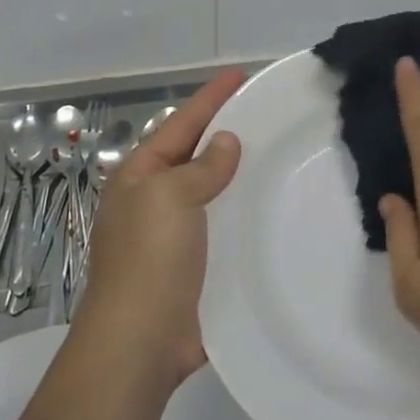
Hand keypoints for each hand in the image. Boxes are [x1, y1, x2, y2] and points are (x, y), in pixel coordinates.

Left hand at [70, 69, 245, 385]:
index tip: (240, 75)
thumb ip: (202, 167)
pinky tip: (275, 206)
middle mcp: (155, 200)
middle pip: (196, 155)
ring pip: (214, 191)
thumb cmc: (149, 260)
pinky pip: (225, 227)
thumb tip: (226, 142)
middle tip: (268, 112)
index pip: (180, 124)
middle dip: (227, 132)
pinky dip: (246, 213)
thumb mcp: (170, 198)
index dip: (210, 99)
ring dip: (240, 174)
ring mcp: (176, 236)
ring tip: (279, 153)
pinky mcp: (198, 266)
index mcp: (140, 176)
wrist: (139, 344)